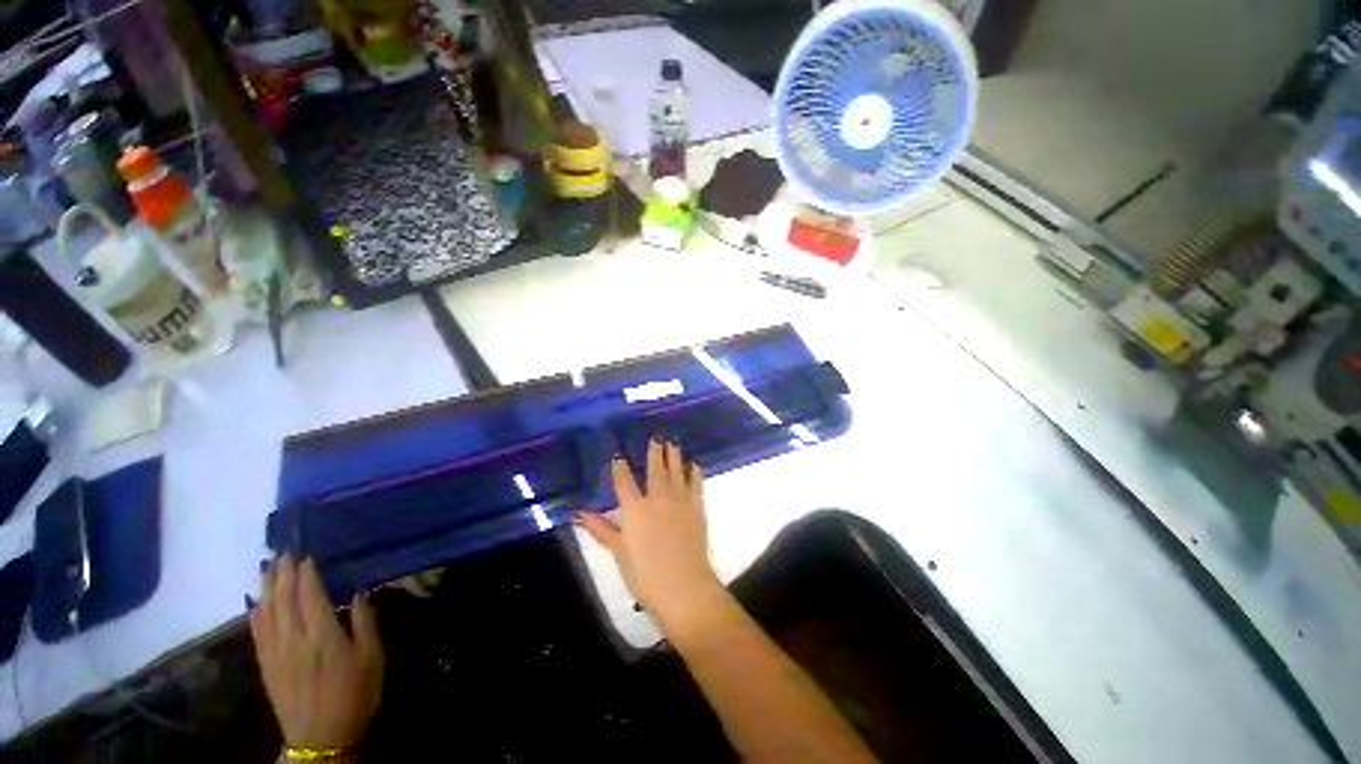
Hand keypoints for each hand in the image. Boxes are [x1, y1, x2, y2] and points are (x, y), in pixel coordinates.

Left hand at [250, 555, 384, 749]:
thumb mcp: (373, 656)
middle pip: (283, 598)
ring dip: (267, 587)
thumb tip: (358, 591)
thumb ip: (364, 622)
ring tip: (269, 567)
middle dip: (283, 572)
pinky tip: (255, 602)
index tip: (306, 553)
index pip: (309, 594)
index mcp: (322, 634)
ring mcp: (275, 652)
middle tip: (284, 551)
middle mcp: (293, 638)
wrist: (321, 737)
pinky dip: (255, 613)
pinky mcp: (266, 666)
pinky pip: (257, 632)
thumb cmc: (356, 693)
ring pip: (266, 611)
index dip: (306, 572)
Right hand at [578, 438, 722, 620]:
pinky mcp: (696, 507)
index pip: (624, 482)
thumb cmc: (645, 574)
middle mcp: (657, 498)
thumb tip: (579, 513)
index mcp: (634, 509)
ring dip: (674, 456)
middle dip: (654, 452)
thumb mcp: (619, 552)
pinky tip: (694, 465)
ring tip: (673, 442)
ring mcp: (679, 500)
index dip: (620, 468)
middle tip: (656, 437)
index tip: (619, 455)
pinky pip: (695, 484)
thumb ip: (602, 529)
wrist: (683, 585)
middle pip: (654, 469)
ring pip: (676, 471)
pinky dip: (694, 473)